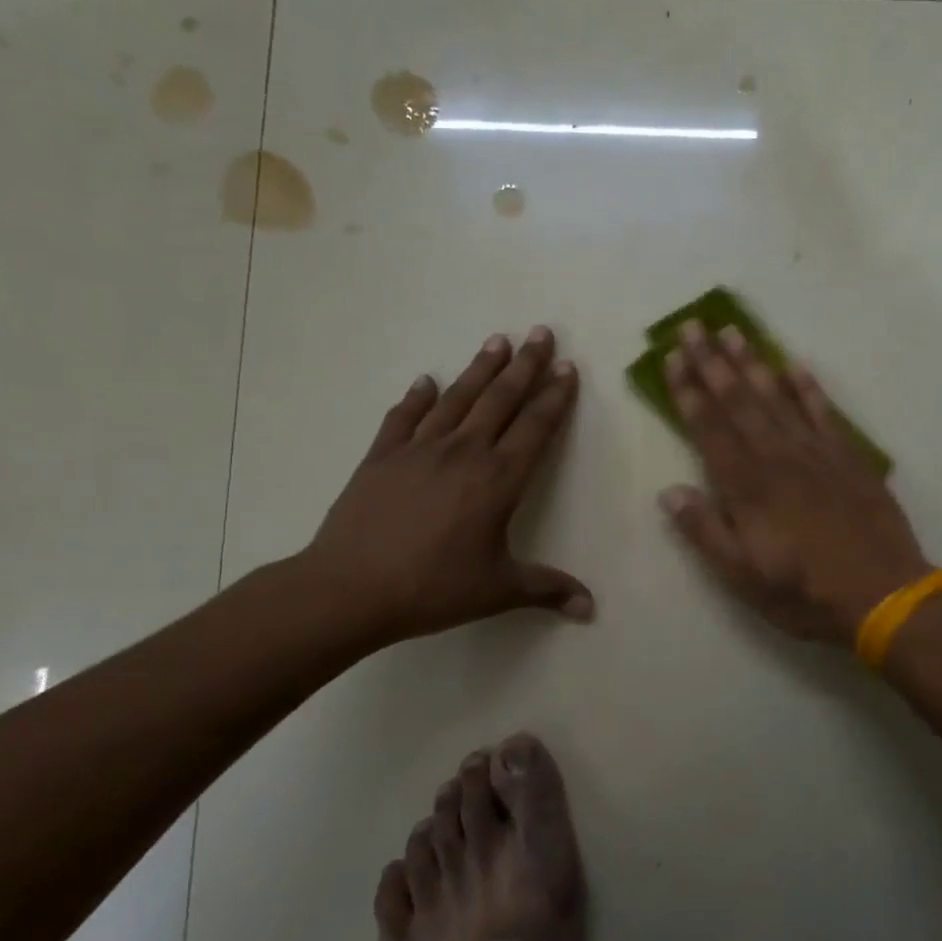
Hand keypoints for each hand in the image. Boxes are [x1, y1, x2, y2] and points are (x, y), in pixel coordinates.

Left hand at [300, 326, 592, 648]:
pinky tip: (426, 380)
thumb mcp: (497, 590)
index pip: (536, 427)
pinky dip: (417, 397)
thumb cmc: (433, 588)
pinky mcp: (382, 456)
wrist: (350, 588)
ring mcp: (420, 449)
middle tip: (541, 332)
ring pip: (458, 398)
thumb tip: (591, 608)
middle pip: (501, 399)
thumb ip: (547, 590)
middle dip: (525, 365)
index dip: (555, 397)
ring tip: (497, 341)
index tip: (567, 367)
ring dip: (480, 368)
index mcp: (498, 479)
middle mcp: (464, 452)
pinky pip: (404, 417)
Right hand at [658, 321, 931, 644]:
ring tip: (732, 331)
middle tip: (692, 326)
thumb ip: (704, 532)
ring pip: (777, 397)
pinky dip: (808, 386)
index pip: (709, 428)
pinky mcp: (849, 457)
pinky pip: (824, 412)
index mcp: (747, 486)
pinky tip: (794, 364)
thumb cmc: (804, 592)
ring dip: (752, 362)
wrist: (883, 594)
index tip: (671, 357)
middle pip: (739, 400)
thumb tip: (669, 492)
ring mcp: (816, 453)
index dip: (688, 391)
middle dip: (711, 362)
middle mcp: (777, 457)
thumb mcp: (742, 577)